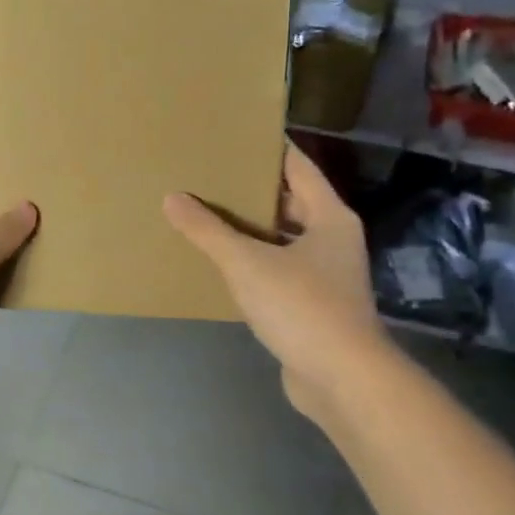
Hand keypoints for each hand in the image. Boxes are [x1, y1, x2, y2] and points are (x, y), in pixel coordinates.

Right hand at [163, 142, 387, 420]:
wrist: (341, 378)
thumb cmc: (301, 307)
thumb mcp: (247, 263)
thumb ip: (208, 231)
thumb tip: (173, 198)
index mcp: (329, 217)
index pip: (298, 166)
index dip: (269, 148)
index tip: (235, 135)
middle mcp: (333, 239)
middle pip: (291, 202)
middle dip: (253, 189)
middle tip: (211, 175)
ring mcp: (326, 274)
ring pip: (283, 239)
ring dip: (251, 229)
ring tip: (207, 214)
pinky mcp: (313, 305)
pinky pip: (279, 270)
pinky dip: (255, 262)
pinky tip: (222, 264)